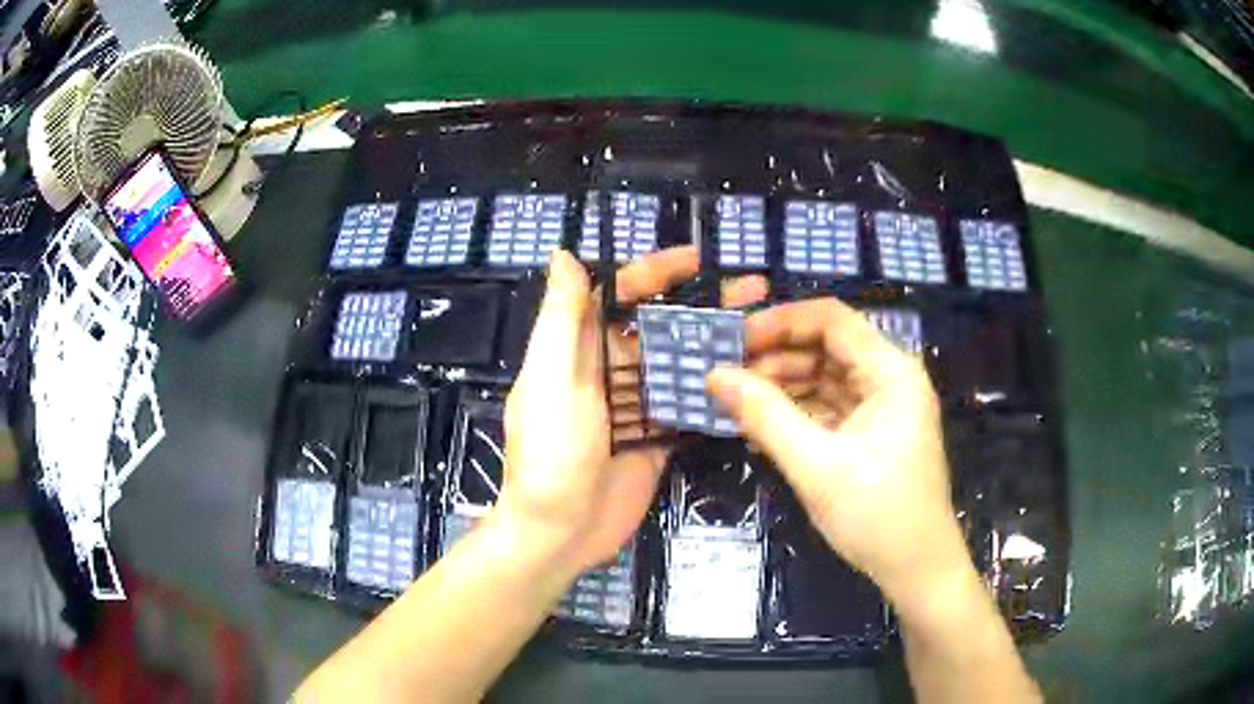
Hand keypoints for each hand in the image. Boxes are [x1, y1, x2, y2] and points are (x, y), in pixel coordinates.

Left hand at [500, 247, 766, 574]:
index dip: (655, 273)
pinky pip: (689, 407)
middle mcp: (610, 371)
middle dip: (701, 306)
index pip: (620, 296)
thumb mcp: (551, 378)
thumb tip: (563, 254)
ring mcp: (637, 407)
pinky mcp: (657, 439)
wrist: (558, 531)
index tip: (697, 260)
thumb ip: (562, 317)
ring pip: (680, 364)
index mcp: (579, 349)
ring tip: (763, 330)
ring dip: (715, 346)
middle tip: (752, 292)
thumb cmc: (551, 451)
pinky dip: (715, 393)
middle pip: (659, 327)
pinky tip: (752, 379)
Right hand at [706, 298, 969, 602]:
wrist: (917, 571)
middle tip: (724, 378)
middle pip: (826, 349)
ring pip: (824, 380)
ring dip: (781, 389)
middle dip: (775, 359)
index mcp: (890, 373)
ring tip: (734, 405)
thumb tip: (714, 376)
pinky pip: (827, 411)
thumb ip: (765, 416)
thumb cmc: (877, 515)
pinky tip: (759, 430)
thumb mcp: (816, 466)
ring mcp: (881, 409)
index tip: (732, 340)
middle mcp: (888, 380)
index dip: (780, 322)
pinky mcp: (871, 435)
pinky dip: (795, 416)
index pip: (832, 320)